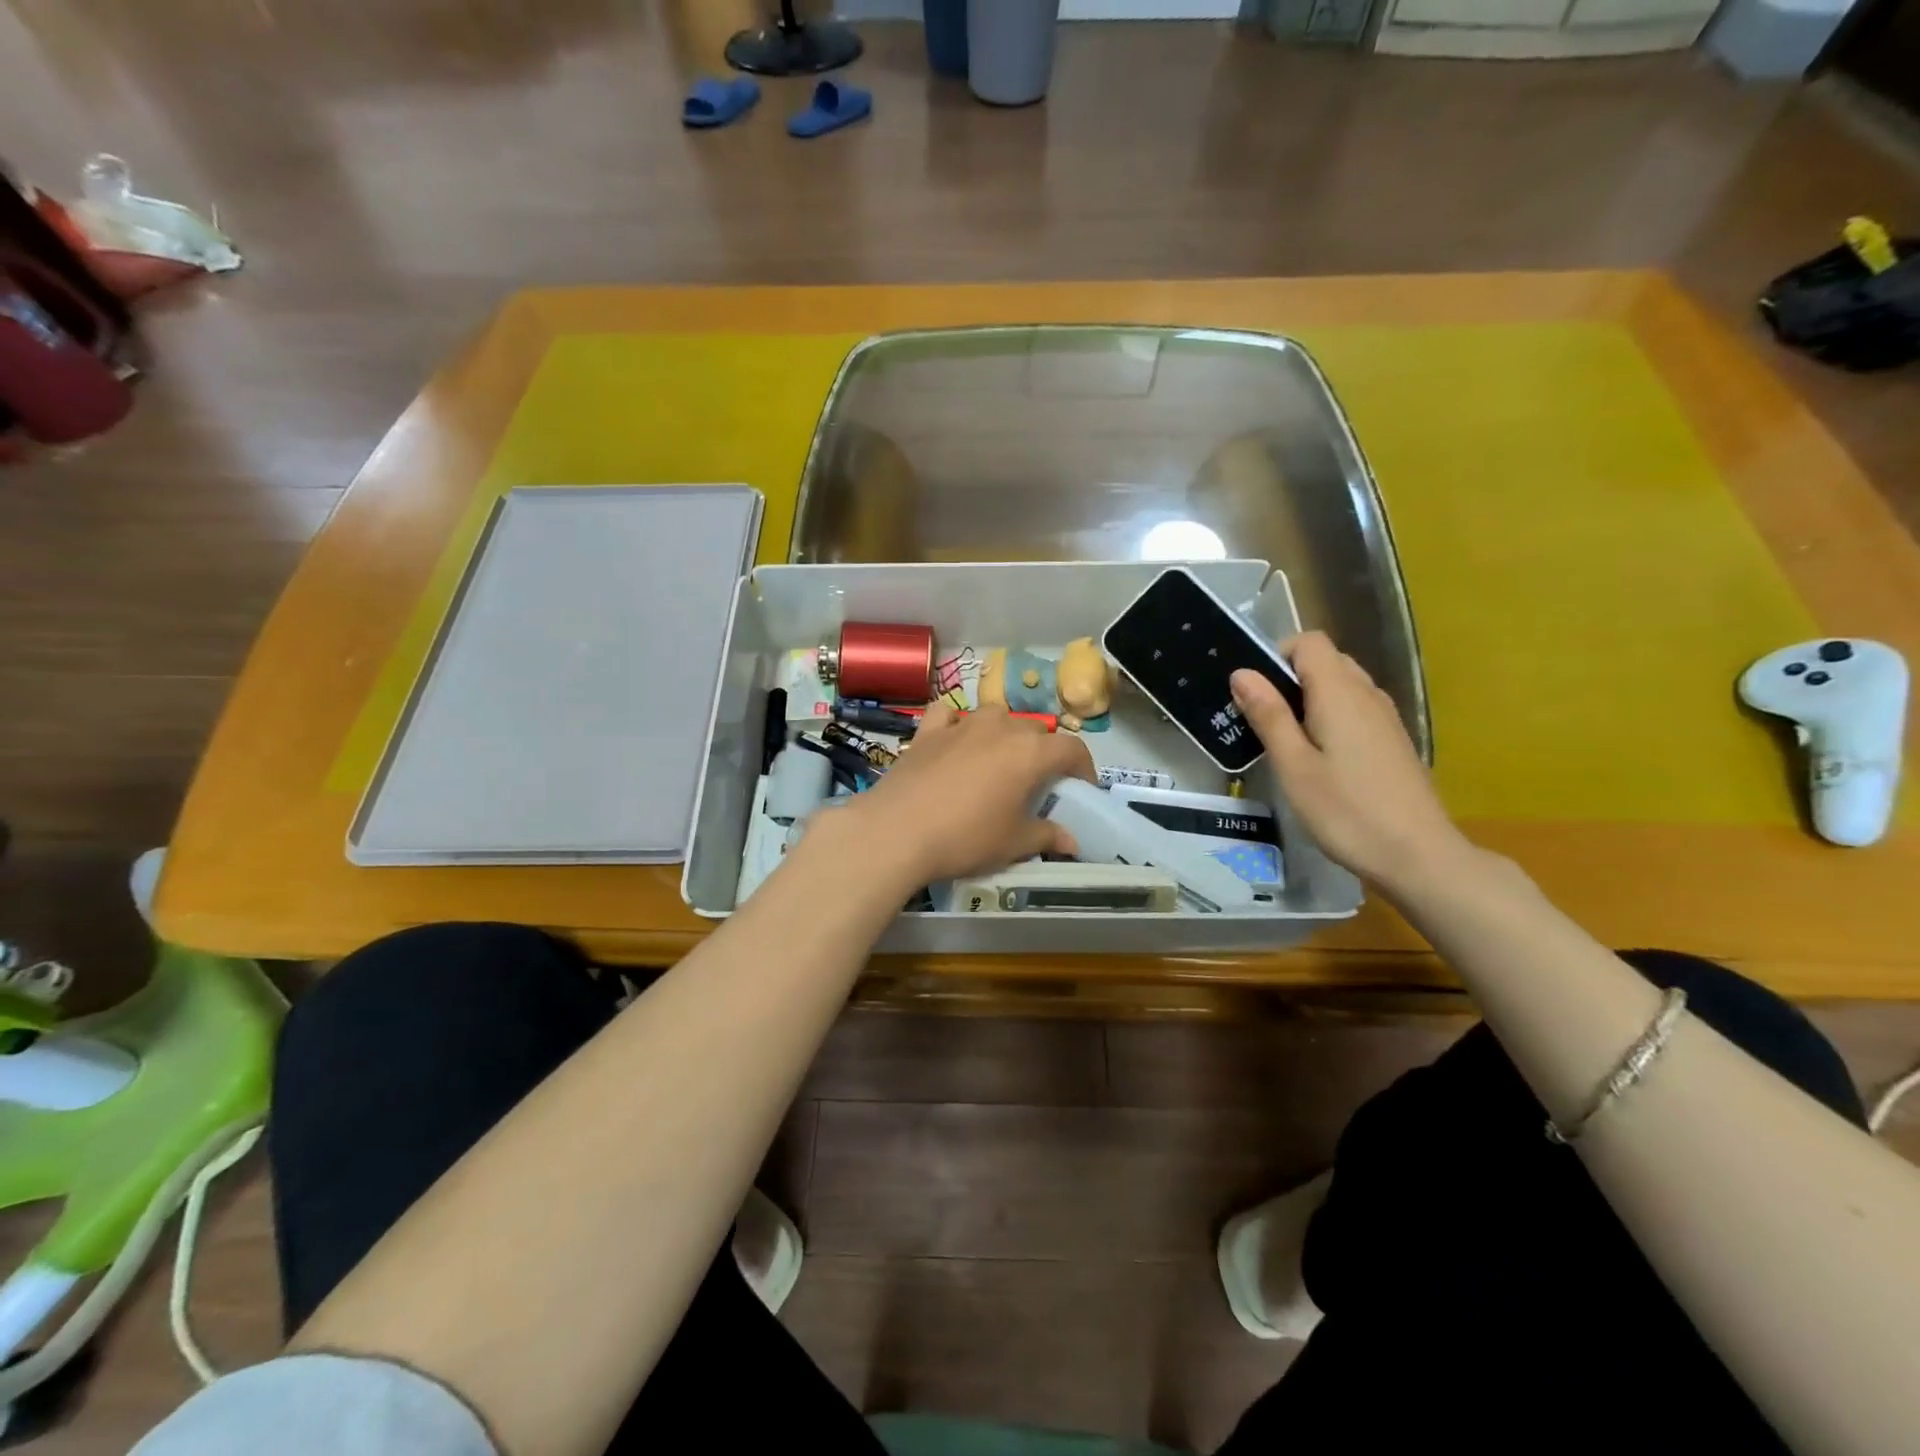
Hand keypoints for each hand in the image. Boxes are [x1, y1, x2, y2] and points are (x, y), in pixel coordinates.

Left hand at [833, 707, 1097, 887]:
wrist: (897, 831)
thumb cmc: (966, 837)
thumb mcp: (1013, 843)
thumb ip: (1047, 837)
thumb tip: (1072, 843)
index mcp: (1030, 752)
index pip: (1072, 748)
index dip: (1083, 767)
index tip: (1080, 789)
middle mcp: (1001, 728)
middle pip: (1035, 730)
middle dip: (1043, 752)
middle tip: (1037, 783)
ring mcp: (962, 724)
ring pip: (996, 716)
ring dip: (1005, 734)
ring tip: (999, 761)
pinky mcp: (928, 730)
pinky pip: (949, 714)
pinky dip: (957, 722)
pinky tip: (955, 739)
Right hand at [1230, 632, 1470, 889]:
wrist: (1418, 856)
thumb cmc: (1346, 811)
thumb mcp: (1293, 765)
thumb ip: (1269, 715)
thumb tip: (1242, 673)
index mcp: (1340, 693)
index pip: (1309, 642)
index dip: (1277, 655)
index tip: (1255, 693)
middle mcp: (1367, 694)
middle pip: (1326, 661)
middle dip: (1289, 678)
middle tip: (1263, 720)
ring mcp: (1385, 718)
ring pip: (1341, 686)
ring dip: (1309, 700)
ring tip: (1286, 742)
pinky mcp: (1392, 741)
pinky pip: (1355, 710)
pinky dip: (1330, 718)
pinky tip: (1319, 760)